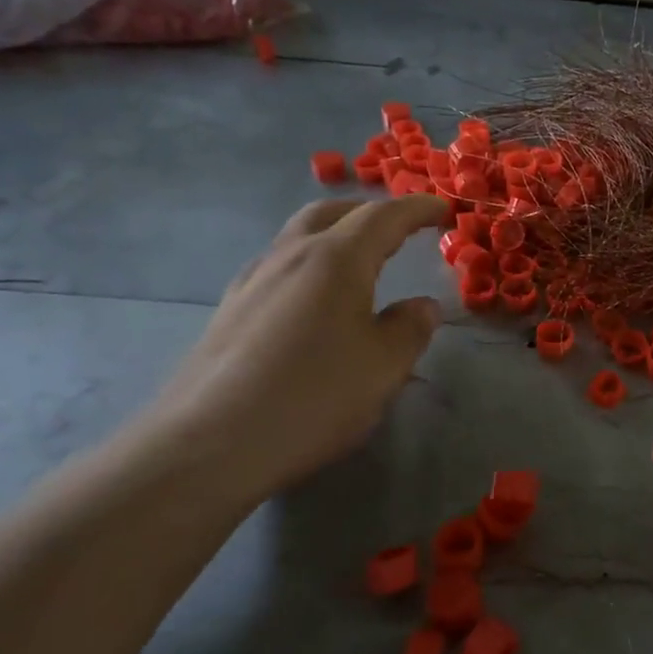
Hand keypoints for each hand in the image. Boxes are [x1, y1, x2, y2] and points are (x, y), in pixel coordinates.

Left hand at [139, 195, 451, 506]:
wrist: (209, 444)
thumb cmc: (313, 397)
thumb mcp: (384, 367)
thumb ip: (410, 329)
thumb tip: (423, 306)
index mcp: (335, 260)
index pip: (383, 217)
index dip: (417, 209)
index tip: (443, 209)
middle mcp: (289, 257)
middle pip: (330, 213)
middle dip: (369, 212)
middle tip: (399, 226)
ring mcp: (251, 283)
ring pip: (298, 238)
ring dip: (334, 235)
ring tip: (359, 261)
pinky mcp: (229, 312)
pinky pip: (278, 269)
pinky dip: (309, 265)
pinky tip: (314, 301)